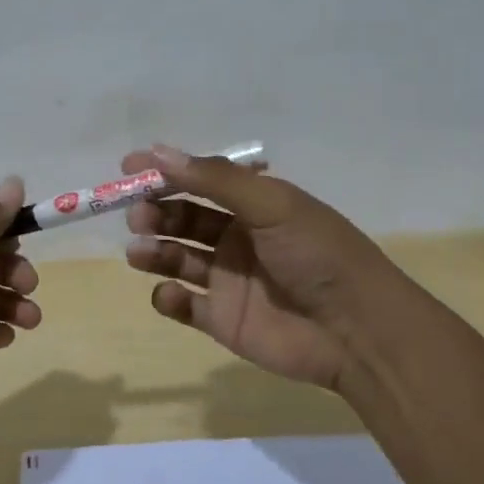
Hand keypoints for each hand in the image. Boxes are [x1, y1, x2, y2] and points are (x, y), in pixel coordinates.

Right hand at [122, 146, 388, 389]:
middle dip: (155, 213)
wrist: (355, 330)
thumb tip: (159, 153)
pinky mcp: (221, 319)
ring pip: (176, 259)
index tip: (128, 169)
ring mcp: (227, 280)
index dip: (165, 173)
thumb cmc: (316, 254)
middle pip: (182, 220)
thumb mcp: (271, 205)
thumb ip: (215, 179)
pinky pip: (183, 305)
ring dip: (153, 251)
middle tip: (138, 216)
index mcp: (253, 206)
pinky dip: (168, 298)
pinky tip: (171, 295)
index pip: (200, 181)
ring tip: (139, 252)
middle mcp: (237, 238)